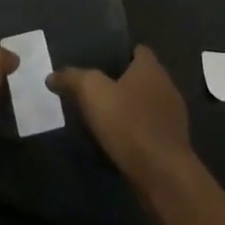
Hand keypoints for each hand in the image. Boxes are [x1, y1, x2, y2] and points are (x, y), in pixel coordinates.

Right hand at [50, 45, 192, 188]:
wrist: (163, 175)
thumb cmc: (129, 124)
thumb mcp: (93, 94)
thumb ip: (73, 78)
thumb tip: (52, 76)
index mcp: (151, 67)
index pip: (137, 50)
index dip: (118, 54)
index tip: (98, 63)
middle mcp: (166, 85)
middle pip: (141, 77)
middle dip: (120, 83)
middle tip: (94, 91)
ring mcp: (173, 116)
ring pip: (146, 104)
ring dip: (129, 110)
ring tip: (103, 119)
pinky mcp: (173, 144)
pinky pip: (150, 129)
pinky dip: (136, 132)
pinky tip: (118, 143)